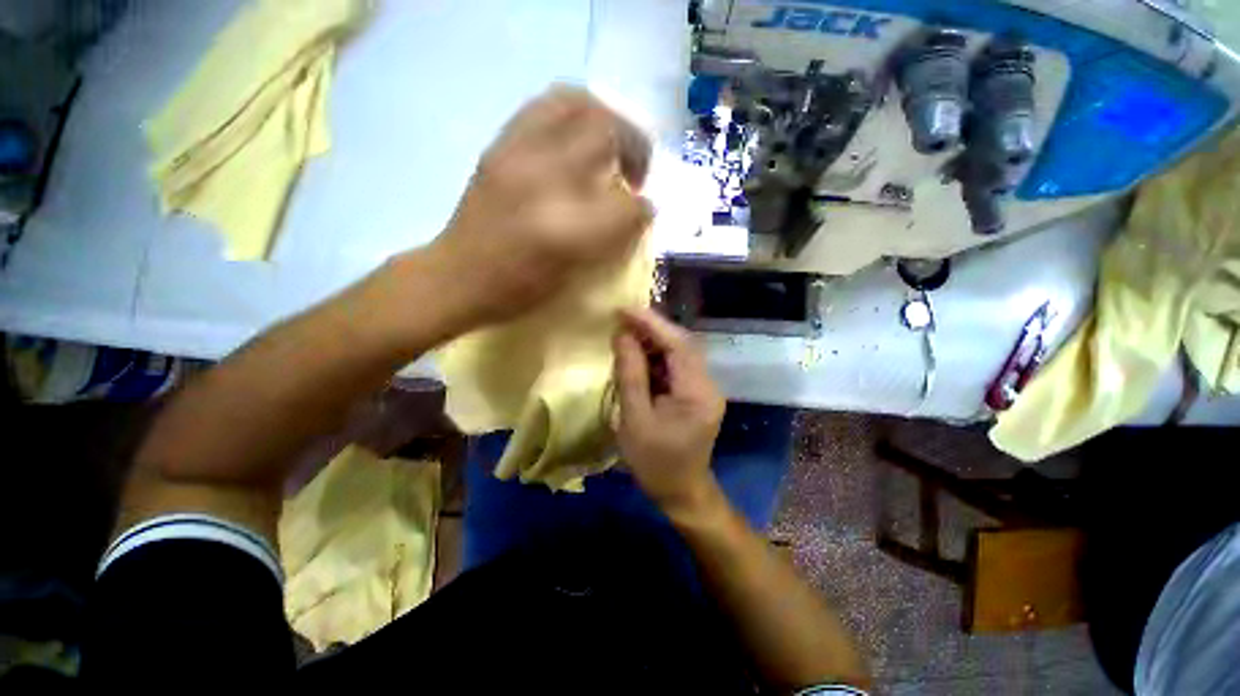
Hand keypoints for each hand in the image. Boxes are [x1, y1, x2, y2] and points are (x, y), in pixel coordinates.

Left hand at [426, 86, 652, 329]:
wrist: (458, 277)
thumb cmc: (519, 291)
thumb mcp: (575, 277)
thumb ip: (610, 240)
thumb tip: (635, 211)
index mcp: (569, 232)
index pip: (629, 205)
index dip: (644, 210)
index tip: (644, 213)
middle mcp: (546, 181)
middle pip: (608, 132)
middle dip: (635, 149)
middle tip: (633, 173)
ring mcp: (518, 154)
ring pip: (578, 103)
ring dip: (607, 120)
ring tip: (611, 146)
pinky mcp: (500, 145)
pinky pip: (546, 106)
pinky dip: (574, 115)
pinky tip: (578, 140)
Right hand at [613, 308, 726, 519]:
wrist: (681, 492)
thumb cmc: (655, 462)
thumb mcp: (635, 419)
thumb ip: (630, 374)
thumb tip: (622, 336)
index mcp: (697, 393)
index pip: (678, 345)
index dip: (651, 324)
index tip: (624, 310)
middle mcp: (707, 385)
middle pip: (681, 345)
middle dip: (651, 329)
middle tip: (621, 319)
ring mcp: (704, 388)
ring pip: (678, 353)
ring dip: (652, 343)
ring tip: (624, 336)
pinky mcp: (696, 393)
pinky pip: (675, 367)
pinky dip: (655, 358)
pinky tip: (637, 357)